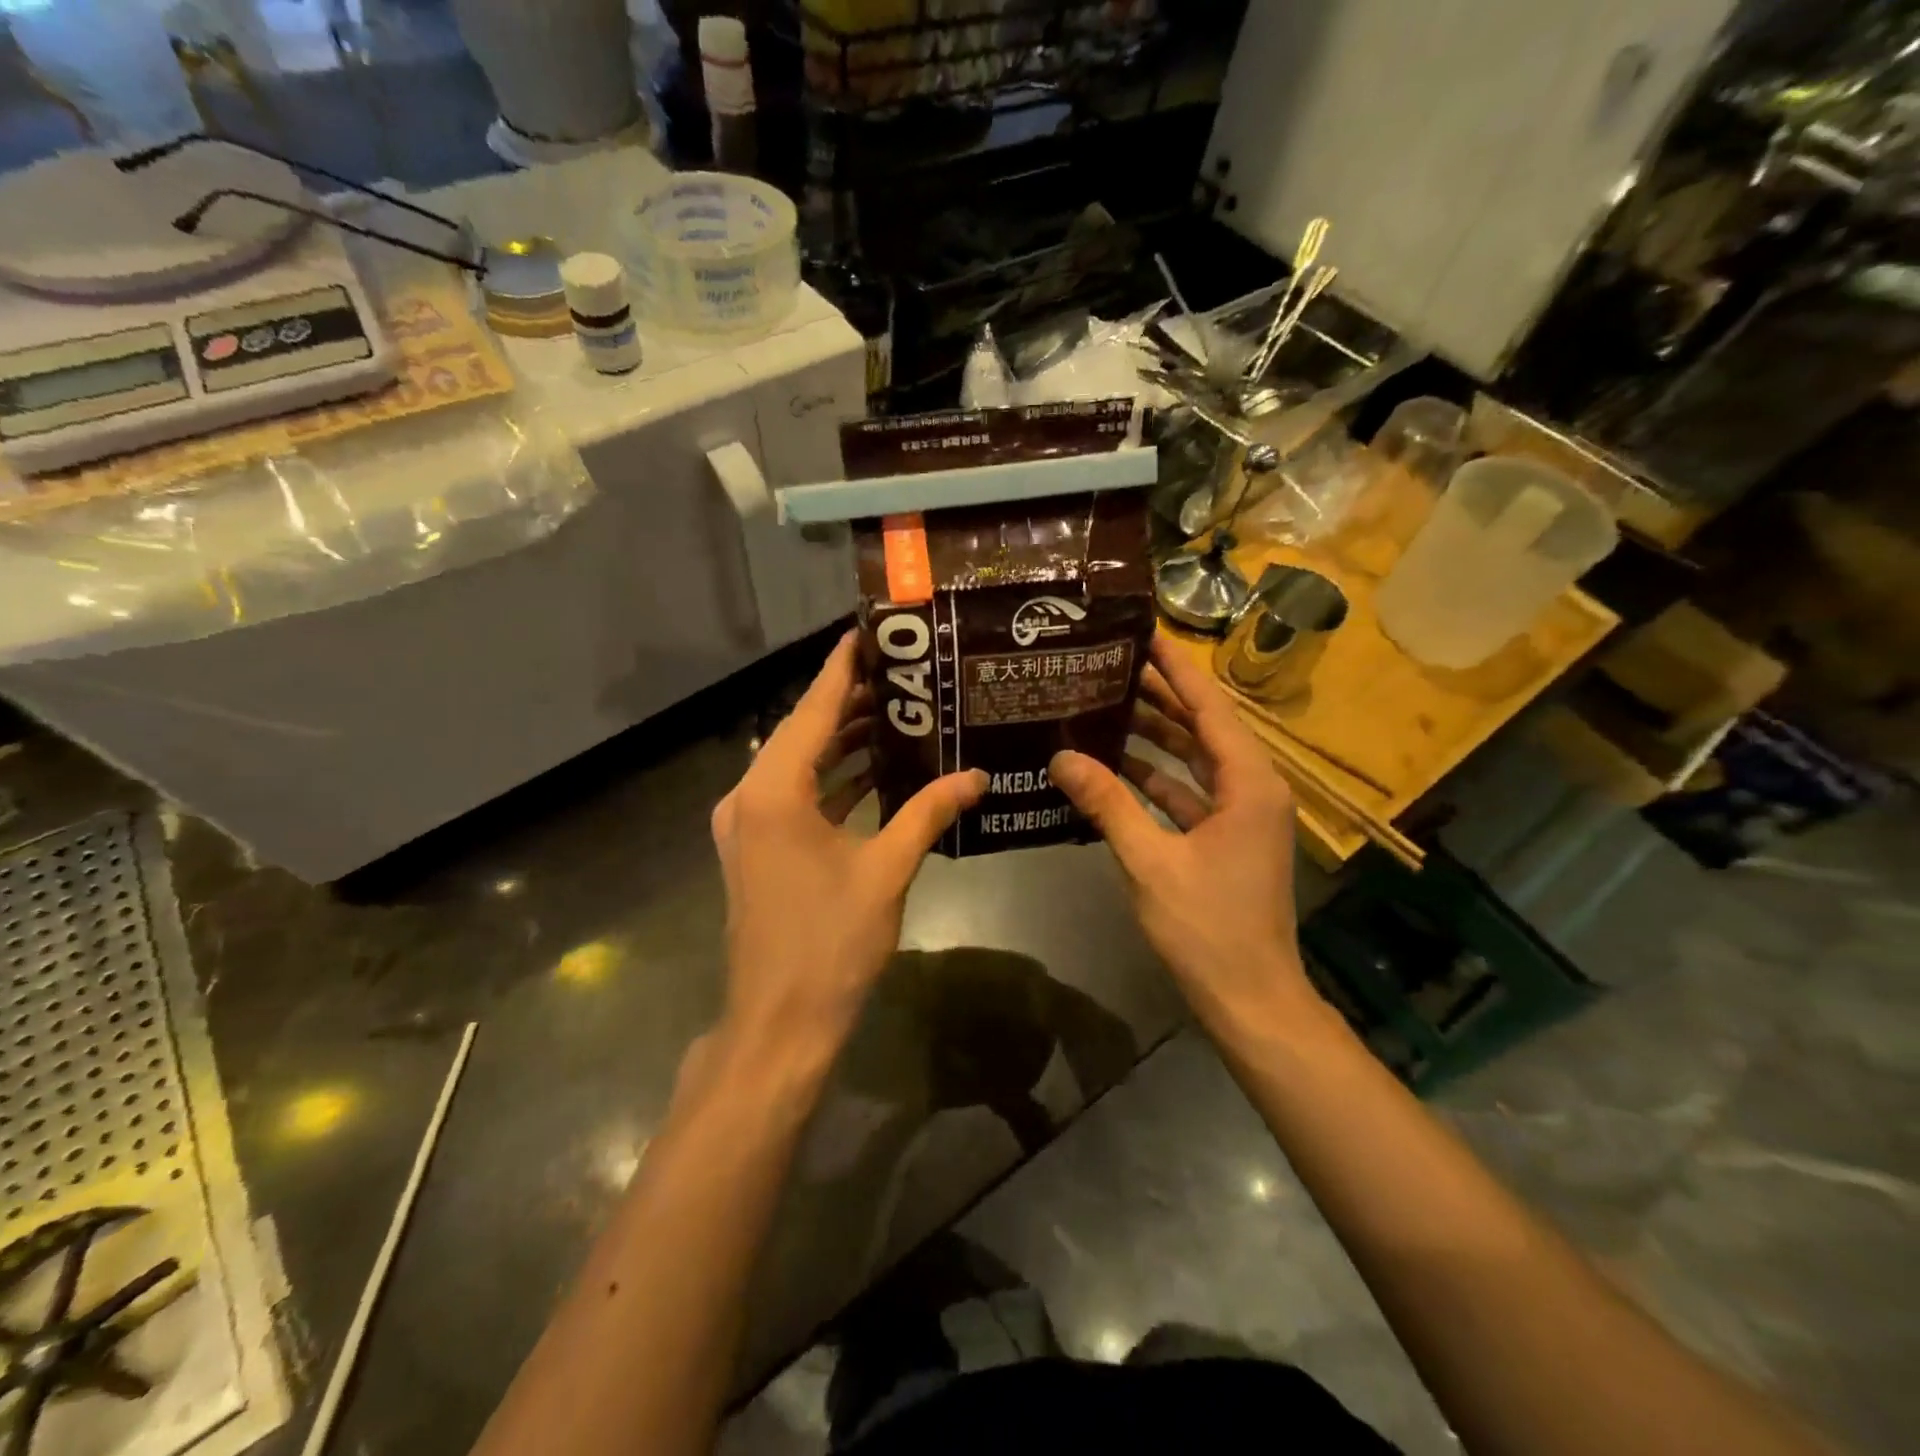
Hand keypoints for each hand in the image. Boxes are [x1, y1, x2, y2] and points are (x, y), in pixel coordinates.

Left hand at [711, 631, 987, 1057]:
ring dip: (840, 743)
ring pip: (798, 765)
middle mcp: (748, 796)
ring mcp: (747, 824)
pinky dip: (830, 780)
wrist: (779, 1023)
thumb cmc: (830, 943)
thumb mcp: (886, 870)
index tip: (869, 632)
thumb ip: (928, 813)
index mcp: (773, 792)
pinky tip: (873, 770)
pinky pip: (794, 795)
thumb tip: (976, 775)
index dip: (841, 669)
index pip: (811, 710)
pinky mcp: (756, 848)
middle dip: (848, 703)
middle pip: (802, 733)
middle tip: (902, 674)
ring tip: (896, 713)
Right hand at [1050, 637, 1318, 1033]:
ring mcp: (1240, 815)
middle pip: (1202, 728)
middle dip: (1159, 698)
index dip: (1177, 669)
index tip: (1142, 636)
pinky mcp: (1225, 838)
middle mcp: (1251, 788)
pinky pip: (1188, 793)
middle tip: (1108, 669)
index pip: (1210, 707)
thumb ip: (1107, 804)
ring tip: (1103, 708)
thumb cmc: (1207, 927)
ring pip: (1193, 761)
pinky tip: (1112, 769)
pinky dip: (1154, 780)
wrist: (1250, 998)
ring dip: (1153, 739)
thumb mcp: (1150, 861)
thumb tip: (1061, 756)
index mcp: (1248, 783)